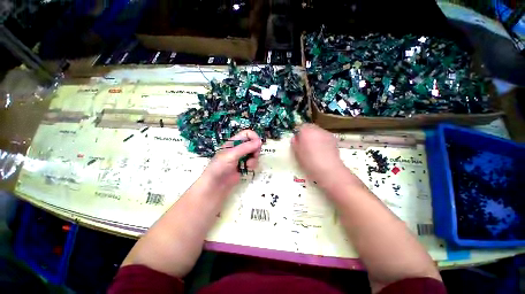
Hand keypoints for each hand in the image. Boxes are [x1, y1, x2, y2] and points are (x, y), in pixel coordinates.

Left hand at [201, 130, 261, 192]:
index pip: (247, 134)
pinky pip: (252, 163)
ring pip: (253, 154)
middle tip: (254, 156)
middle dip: (255, 150)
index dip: (254, 138)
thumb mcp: (232, 155)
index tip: (258, 145)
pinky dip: (252, 166)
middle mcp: (237, 149)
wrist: (215, 185)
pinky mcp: (243, 167)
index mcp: (233, 142)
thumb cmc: (220, 167)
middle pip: (252, 144)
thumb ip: (246, 147)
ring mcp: (240, 158)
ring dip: (254, 159)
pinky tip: (247, 169)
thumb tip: (260, 141)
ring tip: (248, 165)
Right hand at [291, 124, 348, 185]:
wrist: (329, 170)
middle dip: (308, 133)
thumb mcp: (298, 155)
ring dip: (316, 136)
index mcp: (306, 132)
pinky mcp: (334, 139)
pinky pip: (326, 137)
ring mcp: (326, 133)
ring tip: (316, 148)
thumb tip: (295, 138)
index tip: (298, 141)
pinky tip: (323, 150)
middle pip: (310, 127)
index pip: (300, 127)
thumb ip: (295, 144)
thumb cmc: (310, 163)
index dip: (299, 133)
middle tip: (306, 144)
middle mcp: (317, 129)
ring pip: (319, 132)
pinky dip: (323, 140)